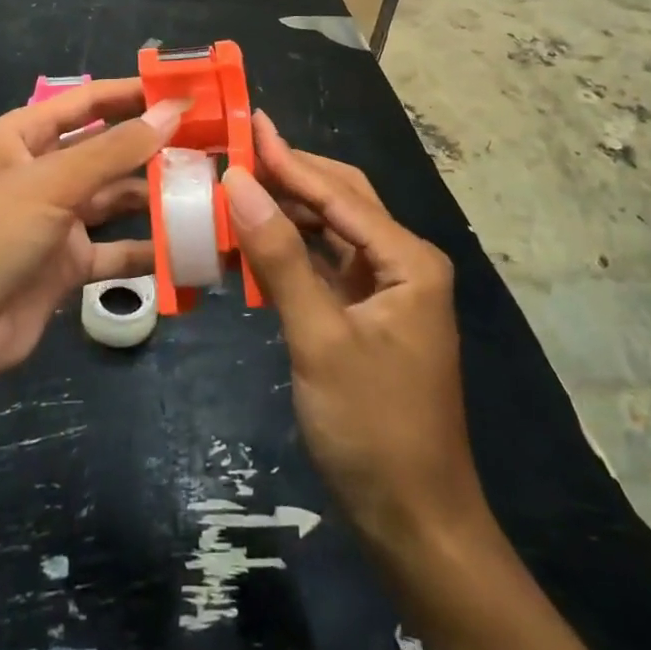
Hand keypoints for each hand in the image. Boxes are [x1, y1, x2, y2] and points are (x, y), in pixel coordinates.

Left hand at [0, 79, 182, 382]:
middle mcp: (42, 172)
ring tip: (208, 189)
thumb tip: (174, 111)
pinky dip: (147, 250)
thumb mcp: (51, 183)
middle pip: (107, 149)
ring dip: (155, 196)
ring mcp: (54, 220)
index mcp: (25, 136)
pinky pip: (115, 250)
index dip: (135, 93)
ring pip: (116, 198)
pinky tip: (188, 248)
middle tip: (212, 142)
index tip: (186, 91)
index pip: (89, 101)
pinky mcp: (65, 266)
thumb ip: (116, 149)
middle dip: (153, 145)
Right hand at [223, 112, 482, 548]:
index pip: (337, 193)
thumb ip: (279, 256)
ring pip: (330, 232)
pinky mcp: (367, 316)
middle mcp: (402, 262)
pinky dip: (289, 252)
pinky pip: (324, 266)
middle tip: (235, 151)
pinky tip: (252, 243)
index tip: (245, 124)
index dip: (287, 158)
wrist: (415, 525)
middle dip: (289, 176)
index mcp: (407, 259)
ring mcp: (386, 290)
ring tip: (235, 190)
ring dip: (285, 213)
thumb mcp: (319, 337)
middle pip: (339, 200)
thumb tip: (238, 183)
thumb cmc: (373, 429)